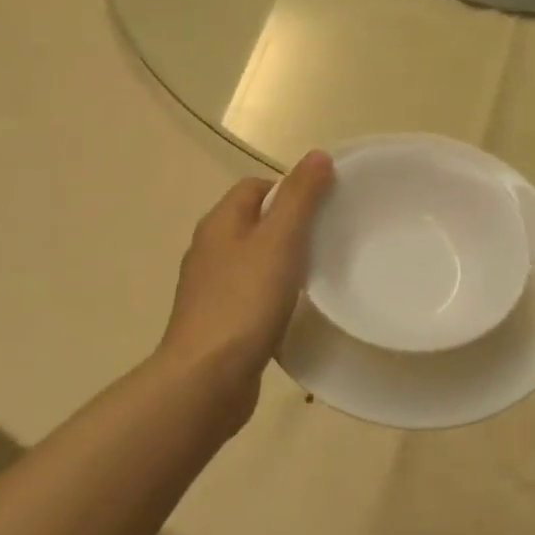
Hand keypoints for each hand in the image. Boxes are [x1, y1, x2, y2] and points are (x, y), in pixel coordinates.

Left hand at [155, 152, 333, 429]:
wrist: (207, 378)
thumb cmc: (245, 301)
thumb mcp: (279, 240)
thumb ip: (300, 197)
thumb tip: (317, 155)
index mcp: (220, 223)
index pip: (255, 186)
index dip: (289, 189)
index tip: (323, 207)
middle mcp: (210, 249)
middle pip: (254, 222)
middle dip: (290, 225)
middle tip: (327, 239)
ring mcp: (211, 288)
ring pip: (253, 259)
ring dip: (282, 261)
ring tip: (317, 273)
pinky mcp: (218, 321)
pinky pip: (250, 292)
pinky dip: (273, 292)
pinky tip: (293, 309)